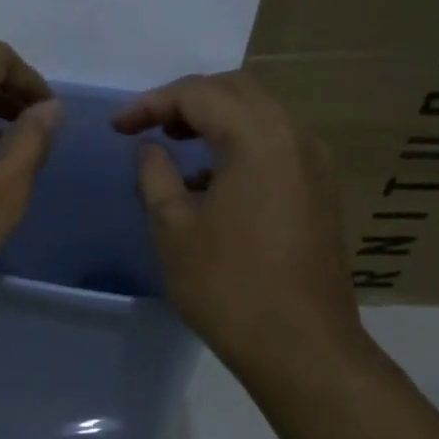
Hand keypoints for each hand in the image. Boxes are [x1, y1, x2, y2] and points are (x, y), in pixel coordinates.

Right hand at [113, 72, 366, 370]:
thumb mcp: (173, 229)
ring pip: (261, 116)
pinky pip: (277, 145)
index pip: (198, 94)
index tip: (117, 128)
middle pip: (236, 91)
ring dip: (215, 121)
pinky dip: (240, 145)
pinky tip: (212, 181)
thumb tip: (150, 148)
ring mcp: (315, 164)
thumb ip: (155, 176)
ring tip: (176, 147)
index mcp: (258, 138)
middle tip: (148, 127)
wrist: (301, 347)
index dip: (150, 104)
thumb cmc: (227, 286)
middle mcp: (295, 137)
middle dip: (187, 101)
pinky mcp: (321, 192)